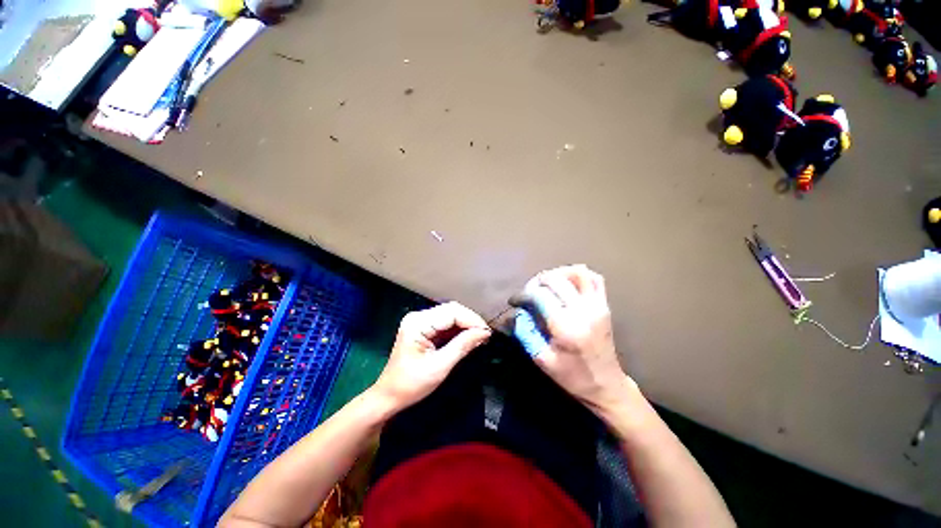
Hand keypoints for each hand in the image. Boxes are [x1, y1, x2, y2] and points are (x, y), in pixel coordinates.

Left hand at [371, 302, 491, 411]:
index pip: (452, 312)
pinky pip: (445, 323)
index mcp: (418, 323)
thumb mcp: (440, 366)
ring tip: (480, 337)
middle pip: (451, 310)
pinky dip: (458, 329)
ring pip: (450, 315)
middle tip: (485, 335)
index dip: (472, 320)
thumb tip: (484, 332)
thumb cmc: (411, 384)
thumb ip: (462, 346)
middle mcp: (418, 316)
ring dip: (466, 325)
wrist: (389, 396)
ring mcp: (420, 321)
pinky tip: (468, 337)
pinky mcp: (423, 327)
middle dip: (470, 321)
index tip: (487, 333)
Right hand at [511, 265, 631, 414]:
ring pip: (578, 272)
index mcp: (565, 326)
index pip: (540, 295)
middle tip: (529, 293)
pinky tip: (567, 283)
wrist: (607, 385)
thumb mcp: (542, 359)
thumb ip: (526, 332)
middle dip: (537, 281)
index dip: (523, 294)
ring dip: (558, 273)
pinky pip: (594, 279)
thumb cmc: (572, 376)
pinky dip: (578, 275)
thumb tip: (517, 312)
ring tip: (547, 285)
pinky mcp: (605, 305)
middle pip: (555, 279)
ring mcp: (597, 305)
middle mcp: (583, 310)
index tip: (515, 301)